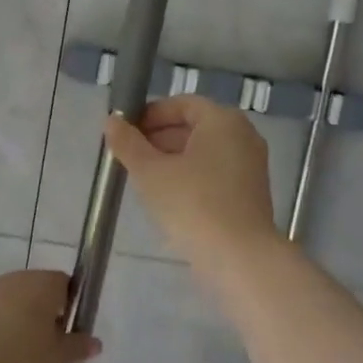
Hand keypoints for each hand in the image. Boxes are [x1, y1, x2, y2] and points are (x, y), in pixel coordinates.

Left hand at [0, 270, 100, 362]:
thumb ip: (77, 349)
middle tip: (47, 358)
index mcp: (39, 285)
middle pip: (34, 296)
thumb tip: (93, 341)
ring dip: (16, 334)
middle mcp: (8, 284)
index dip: (71, 309)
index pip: (64, 284)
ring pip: (7, 313)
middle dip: (43, 323)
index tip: (69, 337)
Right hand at [104, 95, 281, 264]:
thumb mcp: (150, 172)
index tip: (126, 132)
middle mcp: (243, 135)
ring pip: (204, 152)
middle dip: (159, 138)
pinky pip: (215, 173)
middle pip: (195, 126)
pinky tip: (168, 198)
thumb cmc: (193, 205)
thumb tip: (111, 121)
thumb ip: (128, 143)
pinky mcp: (250, 193)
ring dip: (173, 159)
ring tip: (143, 178)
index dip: (151, 114)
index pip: (182, 104)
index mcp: (223, 120)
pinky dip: (191, 176)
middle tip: (129, 156)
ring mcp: (250, 165)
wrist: (239, 258)